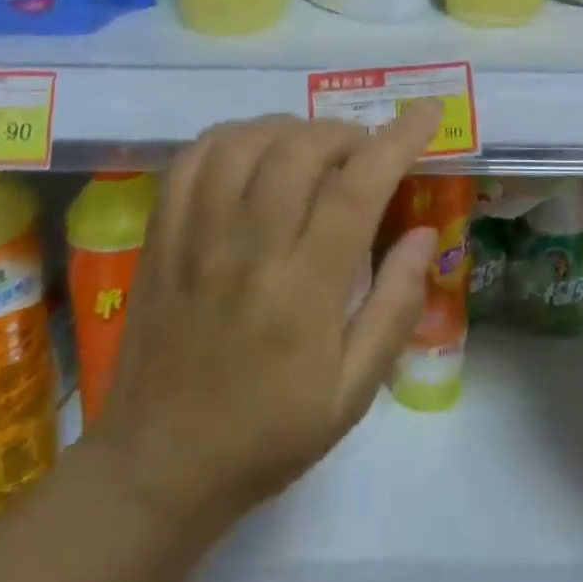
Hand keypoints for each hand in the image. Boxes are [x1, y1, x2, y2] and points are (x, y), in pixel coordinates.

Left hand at [90, 105, 442, 534]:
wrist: (157, 468)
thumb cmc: (268, 433)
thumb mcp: (352, 392)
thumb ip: (395, 307)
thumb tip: (423, 232)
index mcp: (303, 291)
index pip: (357, 189)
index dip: (396, 141)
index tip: (425, 113)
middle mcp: (248, 250)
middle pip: (300, 148)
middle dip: (344, 133)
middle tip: (361, 154)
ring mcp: (196, 237)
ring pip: (246, 141)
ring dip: (290, 129)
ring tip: (310, 150)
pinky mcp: (162, 235)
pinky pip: (193, 157)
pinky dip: (232, 136)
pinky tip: (253, 153)